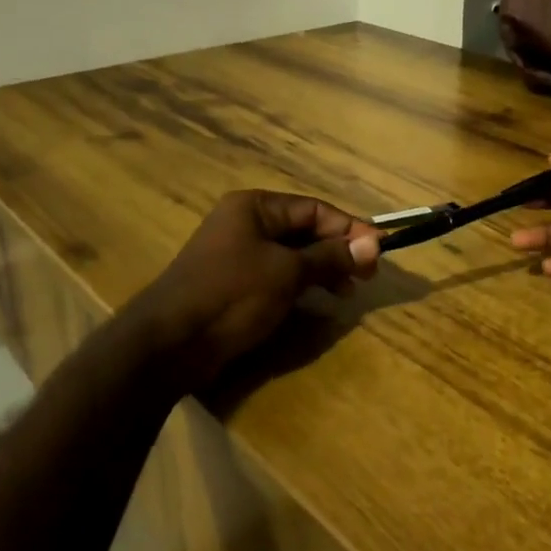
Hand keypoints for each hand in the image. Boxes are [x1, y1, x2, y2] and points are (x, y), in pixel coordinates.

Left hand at [132, 191, 380, 384]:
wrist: (170, 343)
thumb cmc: (232, 294)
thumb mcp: (287, 272)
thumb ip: (330, 257)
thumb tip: (374, 244)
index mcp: (255, 207)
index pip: (314, 209)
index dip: (350, 228)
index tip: (380, 250)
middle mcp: (245, 224)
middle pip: (304, 230)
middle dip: (337, 250)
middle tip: (366, 276)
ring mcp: (238, 255)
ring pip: (292, 255)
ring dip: (322, 269)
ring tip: (347, 291)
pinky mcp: (235, 285)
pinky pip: (277, 276)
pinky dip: (301, 284)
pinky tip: (318, 301)